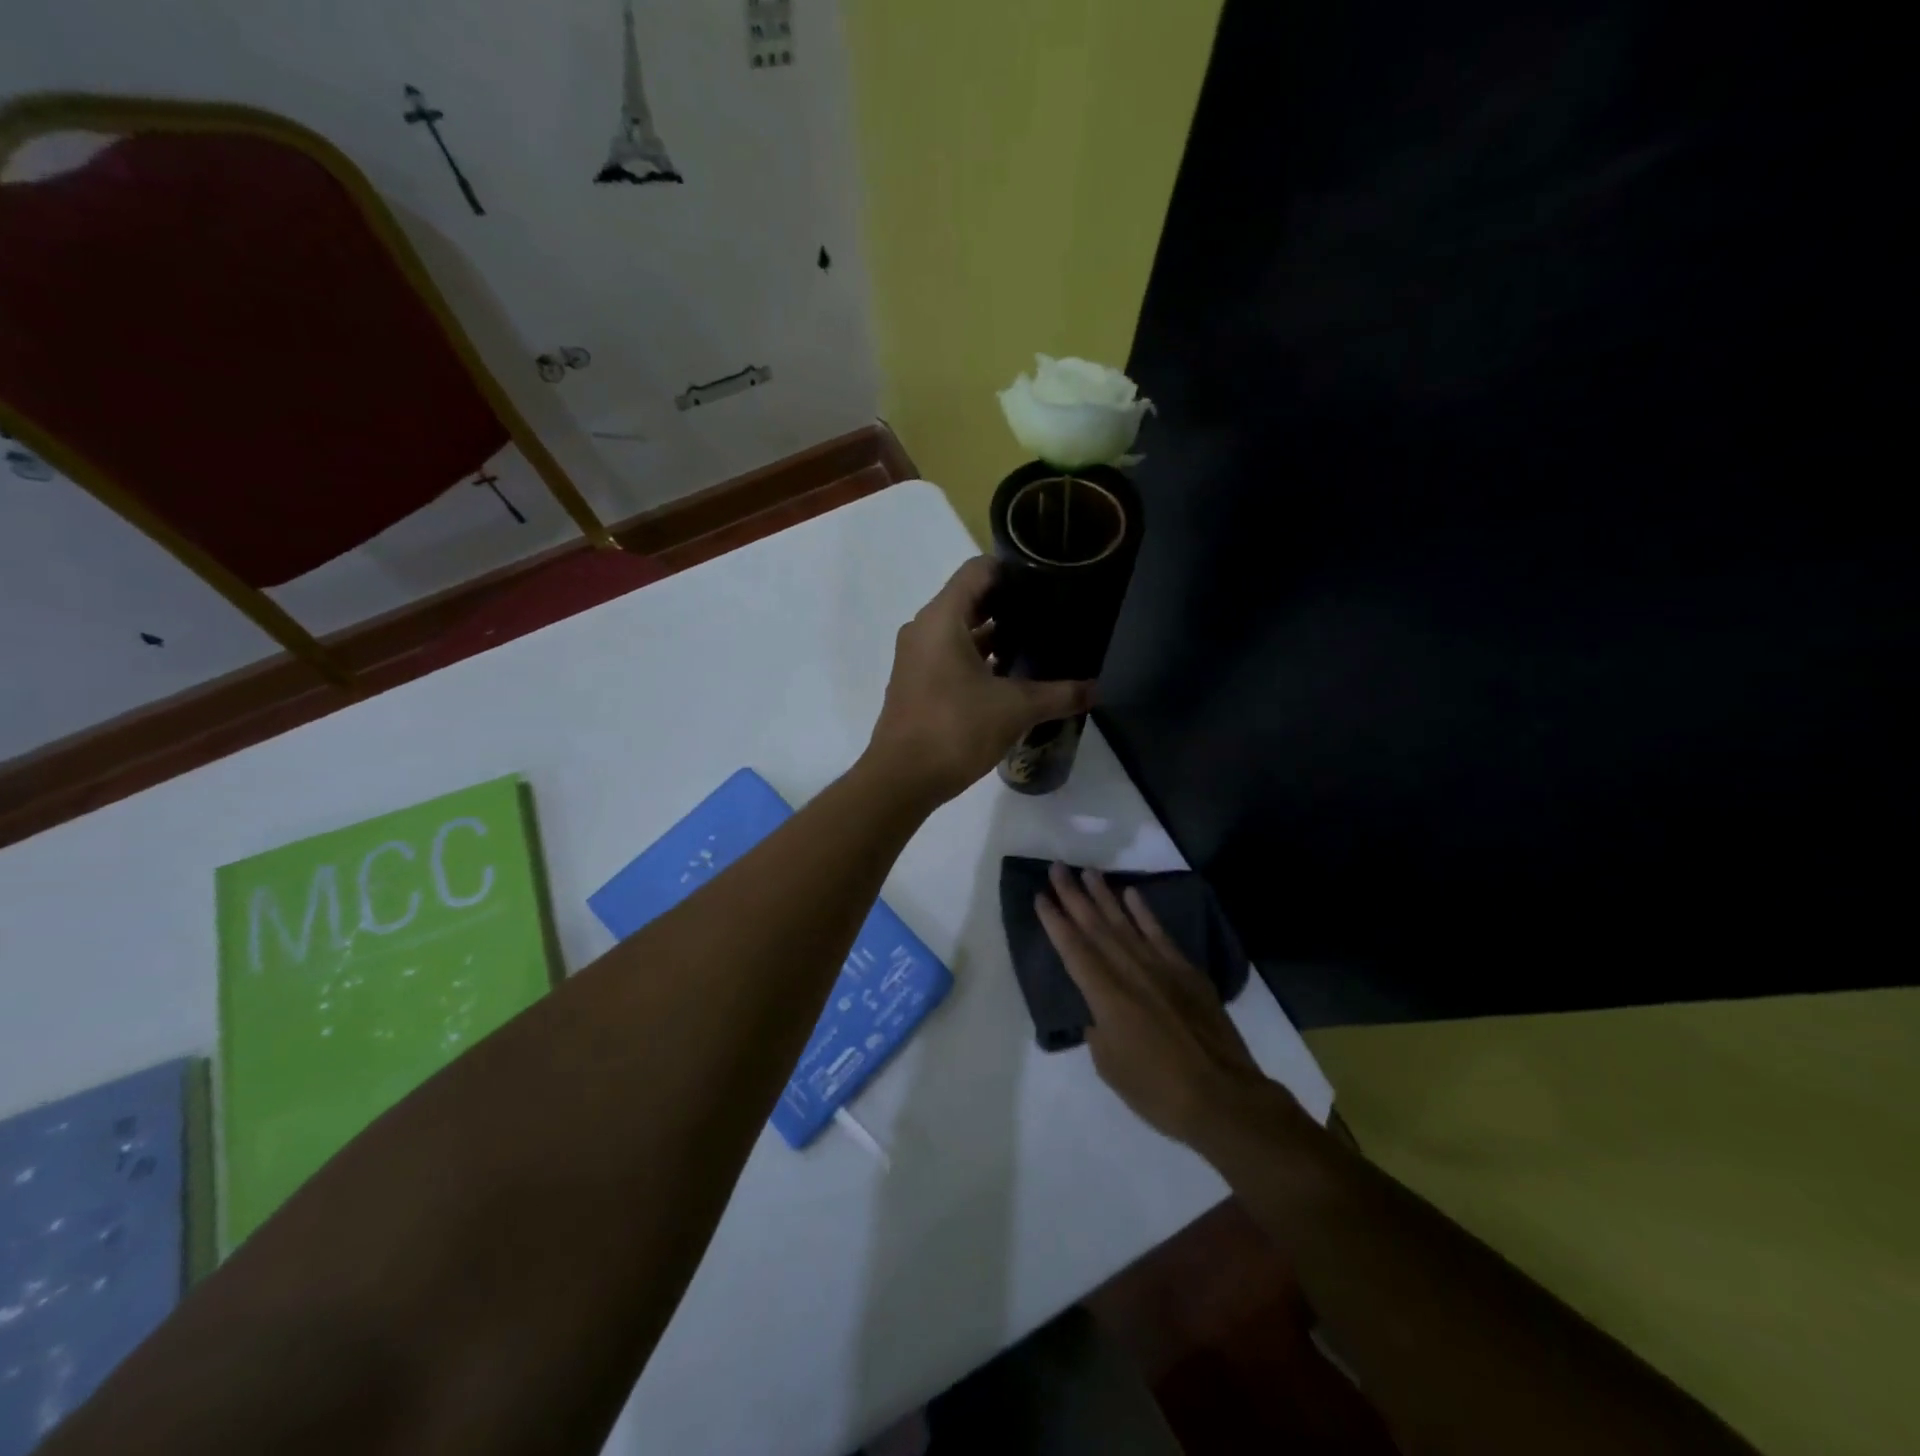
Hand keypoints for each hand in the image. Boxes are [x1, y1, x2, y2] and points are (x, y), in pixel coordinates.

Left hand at [866, 558, 1094, 805]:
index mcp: (942, 619)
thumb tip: (1096, 690)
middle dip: (1008, 604)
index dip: (1012, 569)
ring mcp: (916, 657)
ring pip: (959, 631)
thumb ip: (1058, 695)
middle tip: (1049, 613)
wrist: (901, 779)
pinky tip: (1009, 676)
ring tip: (1036, 644)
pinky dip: (977, 658)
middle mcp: (924, 629)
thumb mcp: (1014, 709)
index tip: (1046, 581)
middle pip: (969, 599)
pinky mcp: (916, 683)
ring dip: (993, 635)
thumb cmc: (954, 729)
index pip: (977, 570)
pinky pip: (949, 656)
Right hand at [1035, 863, 1287, 1147]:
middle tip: (1057, 868)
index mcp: (1105, 996)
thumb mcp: (1110, 1066)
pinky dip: (1144, 912)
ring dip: (1104, 895)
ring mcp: (1161, 967)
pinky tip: (1131, 894)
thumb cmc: (1157, 1090)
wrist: (1223, 1097)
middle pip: (1095, 926)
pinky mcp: (1186, 972)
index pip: (1072, 949)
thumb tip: (1100, 1013)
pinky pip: (1159, 934)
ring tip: (1087, 871)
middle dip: (1073, 896)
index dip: (1054, 922)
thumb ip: (1098, 1030)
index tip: (1040, 896)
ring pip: (1125, 922)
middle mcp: (1130, 971)